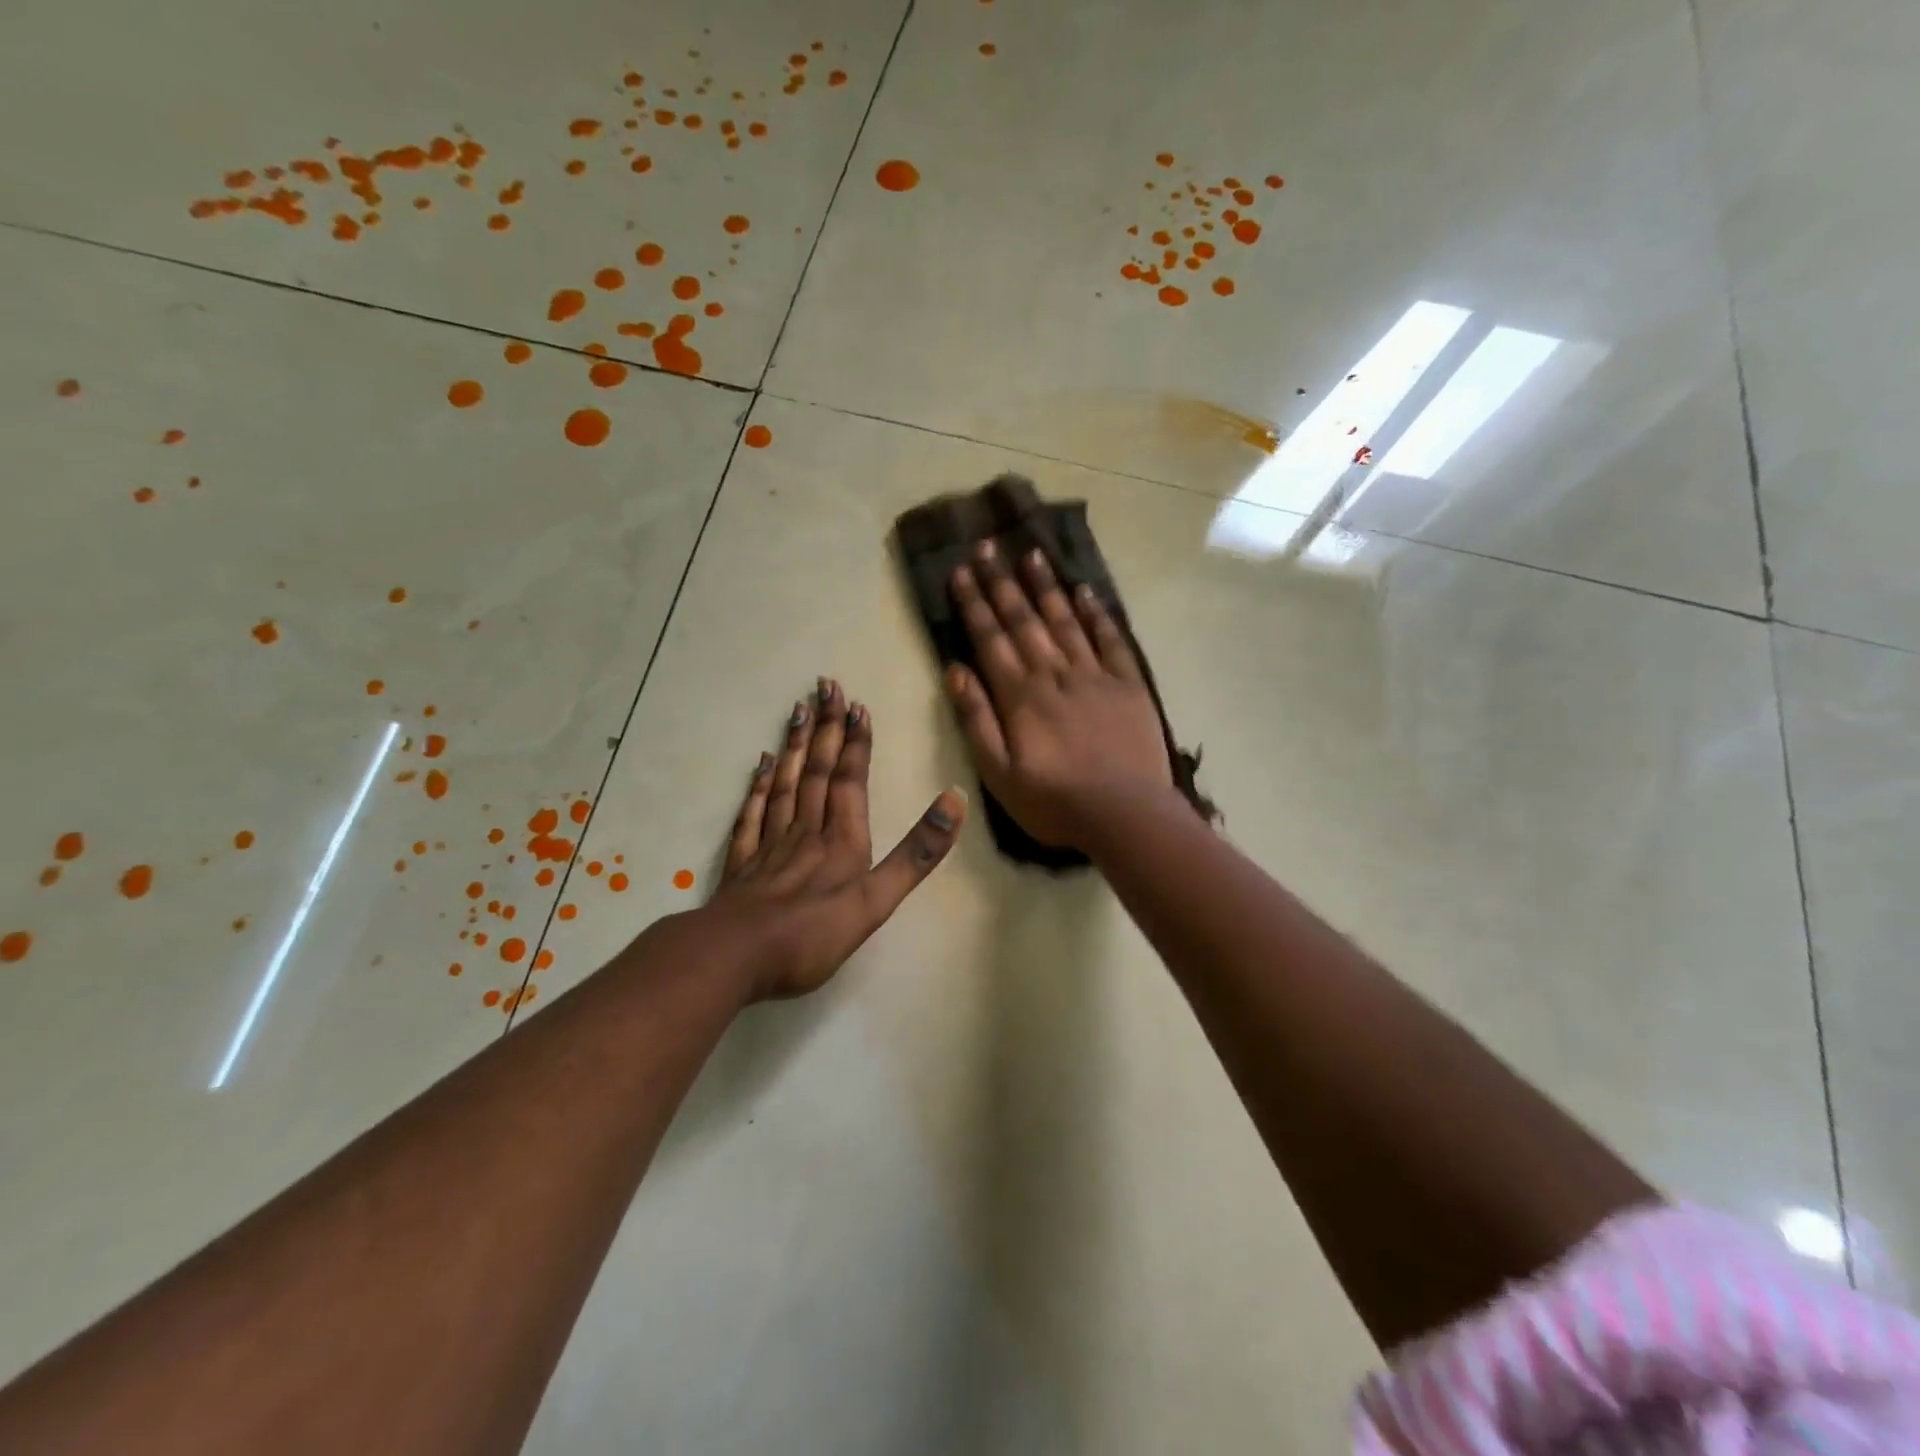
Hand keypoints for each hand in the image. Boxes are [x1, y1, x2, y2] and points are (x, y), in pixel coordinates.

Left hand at [707, 680, 966, 1000]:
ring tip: (799, 710)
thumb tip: (955, 800)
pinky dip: (759, 786)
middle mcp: (806, 831)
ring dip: (796, 747)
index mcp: (841, 841)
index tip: (857, 706)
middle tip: (826, 686)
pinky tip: (762, 765)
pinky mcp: (744, 863)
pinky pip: (753, 813)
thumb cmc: (812, 934)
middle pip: (818, 772)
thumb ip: (915, 853)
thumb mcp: (876, 900)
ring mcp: (771, 845)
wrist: (736, 956)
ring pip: (786, 784)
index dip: (856, 744)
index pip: (851, 781)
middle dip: (827, 730)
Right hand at [946, 540, 1172, 849]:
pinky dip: (1097, 614)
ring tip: (1032, 554)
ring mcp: (1095, 675)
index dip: (973, 604)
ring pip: (1065, 621)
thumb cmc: (1054, 802)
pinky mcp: (1128, 684)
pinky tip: (1085, 591)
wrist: (1126, 814)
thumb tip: (955, 670)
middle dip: (1002, 582)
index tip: (960, 570)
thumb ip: (976, 720)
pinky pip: (1110, 640)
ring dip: (1046, 587)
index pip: (990, 639)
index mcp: (1020, 696)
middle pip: (1024, 620)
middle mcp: (1055, 674)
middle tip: (988, 545)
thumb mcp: (998, 773)